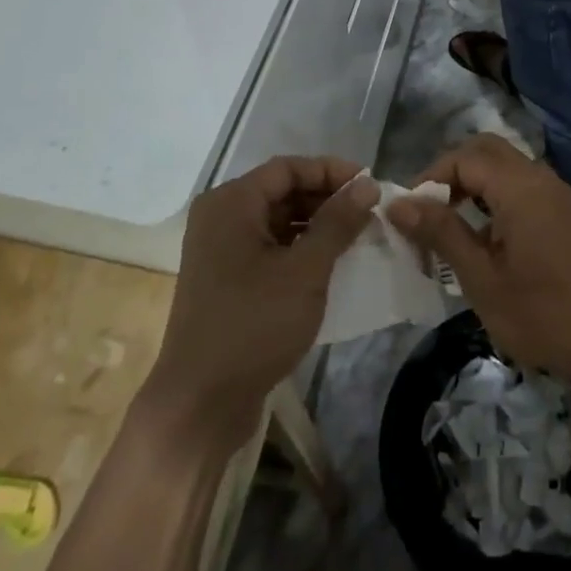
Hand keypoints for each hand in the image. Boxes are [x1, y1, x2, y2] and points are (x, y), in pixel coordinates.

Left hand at [144, 157, 376, 446]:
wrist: (200, 402)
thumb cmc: (253, 325)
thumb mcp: (305, 271)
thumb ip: (337, 222)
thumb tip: (367, 185)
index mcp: (231, 202)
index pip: (288, 168)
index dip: (331, 171)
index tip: (370, 185)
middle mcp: (221, 216)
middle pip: (281, 191)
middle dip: (326, 198)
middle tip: (369, 213)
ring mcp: (220, 249)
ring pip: (276, 220)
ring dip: (316, 224)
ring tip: (358, 236)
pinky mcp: (226, 278)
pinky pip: (268, 247)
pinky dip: (299, 248)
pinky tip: (331, 263)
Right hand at [386, 135, 570, 393]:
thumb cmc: (542, 314)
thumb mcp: (481, 278)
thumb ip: (440, 233)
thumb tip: (397, 203)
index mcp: (520, 187)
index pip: (463, 157)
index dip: (430, 178)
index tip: (409, 214)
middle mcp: (539, 178)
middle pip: (485, 150)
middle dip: (450, 173)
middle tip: (427, 212)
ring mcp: (555, 194)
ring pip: (503, 166)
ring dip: (472, 184)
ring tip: (448, 226)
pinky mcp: (563, 213)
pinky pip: (520, 185)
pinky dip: (493, 196)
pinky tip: (483, 237)